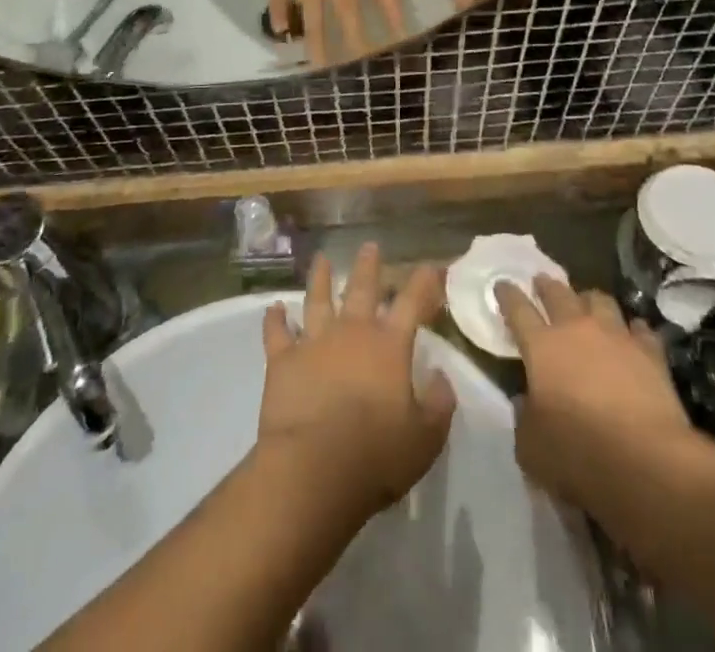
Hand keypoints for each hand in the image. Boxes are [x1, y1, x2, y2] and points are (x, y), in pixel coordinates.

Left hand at [258, 244, 455, 522]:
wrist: (312, 468)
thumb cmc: (376, 454)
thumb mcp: (425, 437)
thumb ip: (438, 403)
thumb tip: (440, 376)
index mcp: (389, 345)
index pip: (412, 303)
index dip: (424, 282)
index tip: (431, 266)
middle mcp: (353, 332)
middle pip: (362, 288)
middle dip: (369, 265)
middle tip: (370, 245)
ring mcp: (314, 342)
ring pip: (318, 299)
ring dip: (321, 277)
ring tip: (322, 259)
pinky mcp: (282, 361)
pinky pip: (276, 333)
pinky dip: (275, 319)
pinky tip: (274, 308)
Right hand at [494, 276, 692, 511]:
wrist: (646, 461)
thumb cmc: (578, 454)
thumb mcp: (530, 447)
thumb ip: (524, 417)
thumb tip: (525, 401)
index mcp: (541, 346)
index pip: (518, 309)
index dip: (508, 295)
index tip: (502, 284)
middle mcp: (577, 329)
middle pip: (558, 293)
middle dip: (546, 286)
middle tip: (541, 282)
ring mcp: (616, 335)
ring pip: (599, 300)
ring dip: (588, 300)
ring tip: (586, 303)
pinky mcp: (650, 351)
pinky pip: (639, 328)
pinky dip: (632, 329)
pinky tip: (632, 334)